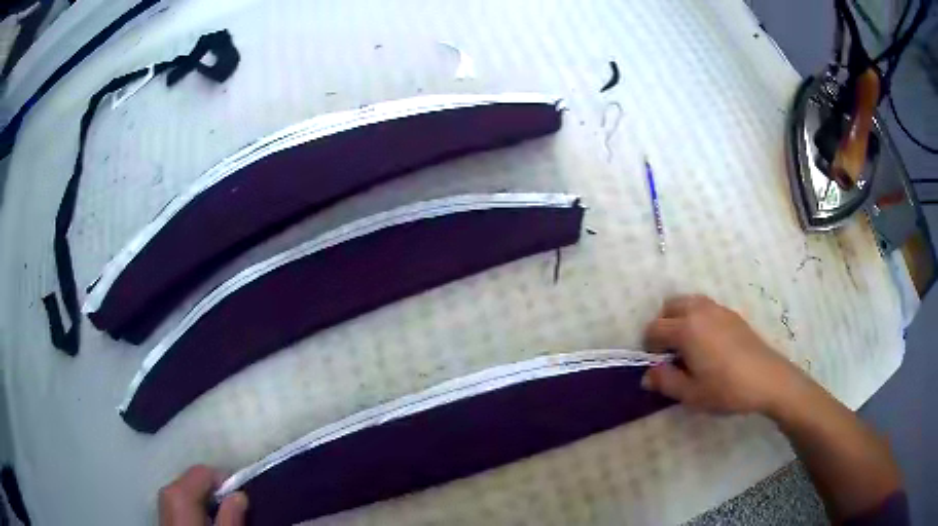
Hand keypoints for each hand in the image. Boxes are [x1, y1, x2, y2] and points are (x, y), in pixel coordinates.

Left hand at [159, 465, 247, 525]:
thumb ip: (230, 517)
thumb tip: (240, 496)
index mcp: (180, 494)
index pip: (203, 471)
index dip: (224, 481)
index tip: (239, 499)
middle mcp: (167, 490)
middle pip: (193, 478)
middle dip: (214, 491)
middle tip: (232, 511)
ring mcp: (163, 501)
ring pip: (187, 489)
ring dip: (205, 499)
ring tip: (218, 519)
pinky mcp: (164, 511)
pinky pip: (180, 499)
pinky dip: (194, 505)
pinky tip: (203, 522)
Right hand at [641, 295, 807, 415]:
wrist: (767, 379)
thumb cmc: (726, 388)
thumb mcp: (691, 393)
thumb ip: (665, 381)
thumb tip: (646, 375)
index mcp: (686, 329)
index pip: (654, 328)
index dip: (649, 347)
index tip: (657, 365)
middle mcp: (699, 311)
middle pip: (669, 307)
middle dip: (663, 326)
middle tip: (670, 353)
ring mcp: (718, 309)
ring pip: (688, 302)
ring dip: (680, 318)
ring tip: (688, 345)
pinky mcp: (732, 314)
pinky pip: (705, 307)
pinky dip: (697, 317)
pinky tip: (708, 343)